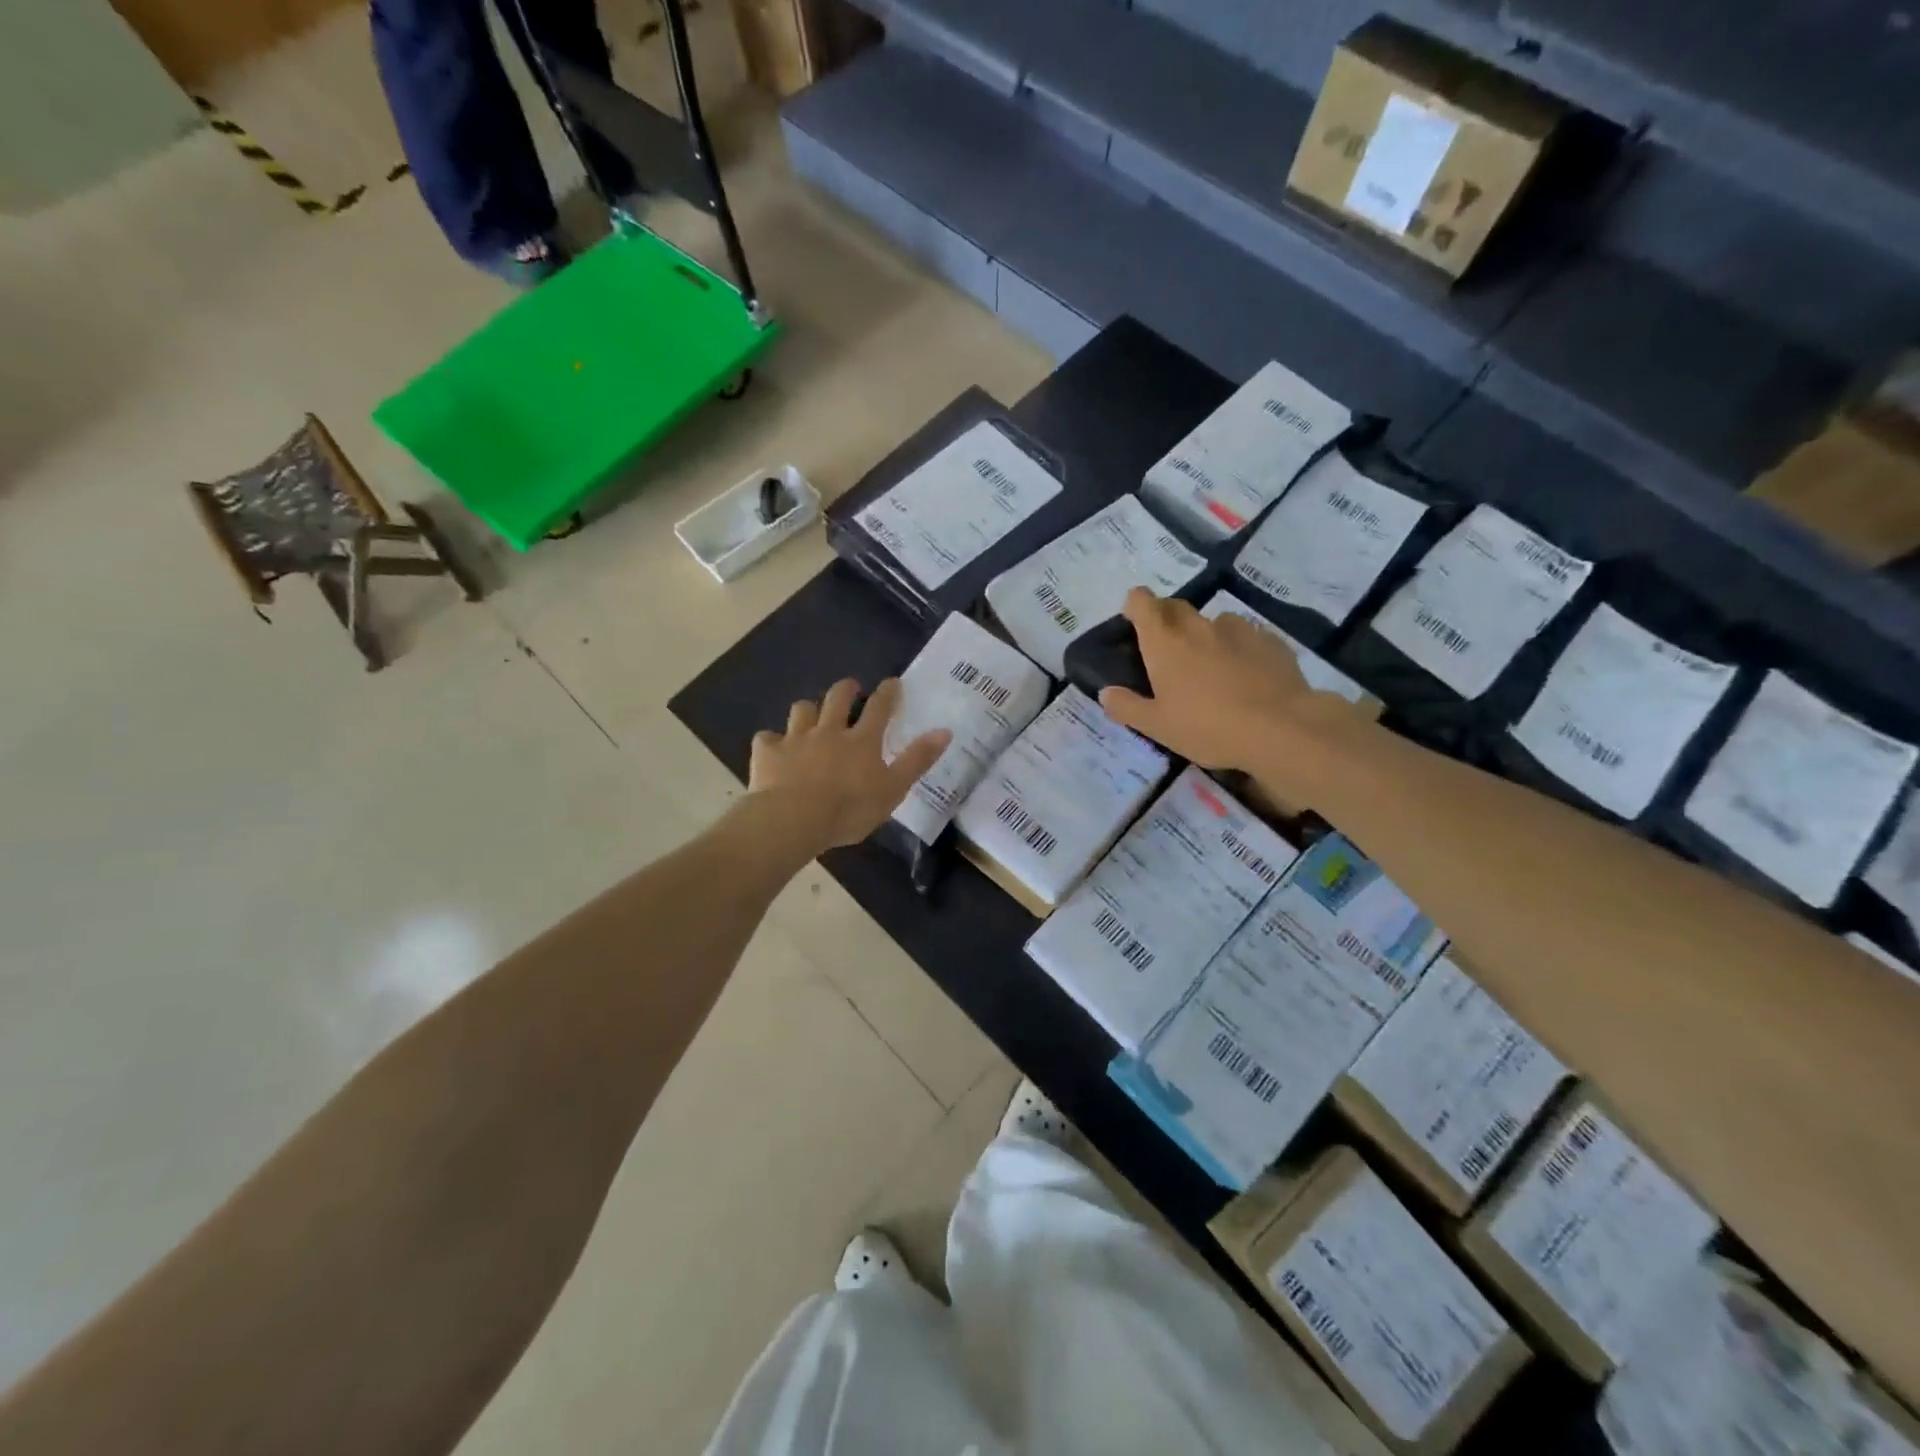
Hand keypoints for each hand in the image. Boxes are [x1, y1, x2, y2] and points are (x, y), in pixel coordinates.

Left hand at [748, 678, 949, 853]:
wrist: (794, 819)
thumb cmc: (849, 809)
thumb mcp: (893, 789)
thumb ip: (917, 760)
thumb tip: (944, 731)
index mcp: (862, 740)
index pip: (880, 707)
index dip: (888, 693)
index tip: (892, 682)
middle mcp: (829, 731)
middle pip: (837, 698)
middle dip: (846, 689)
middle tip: (850, 687)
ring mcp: (796, 739)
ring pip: (801, 710)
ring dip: (808, 710)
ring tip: (810, 715)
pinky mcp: (768, 753)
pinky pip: (767, 739)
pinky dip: (772, 742)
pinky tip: (773, 749)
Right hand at [1097, 588, 1322, 770]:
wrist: (1281, 728)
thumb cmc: (1208, 727)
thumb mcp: (1158, 726)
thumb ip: (1127, 707)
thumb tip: (1106, 693)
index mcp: (1165, 642)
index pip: (1142, 602)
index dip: (1135, 606)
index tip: (1134, 623)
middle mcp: (1198, 626)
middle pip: (1176, 606)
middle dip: (1166, 619)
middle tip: (1167, 652)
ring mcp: (1238, 629)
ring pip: (1214, 622)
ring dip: (1206, 636)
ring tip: (1212, 668)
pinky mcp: (1270, 640)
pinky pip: (1247, 636)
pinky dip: (1240, 649)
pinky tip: (1247, 676)